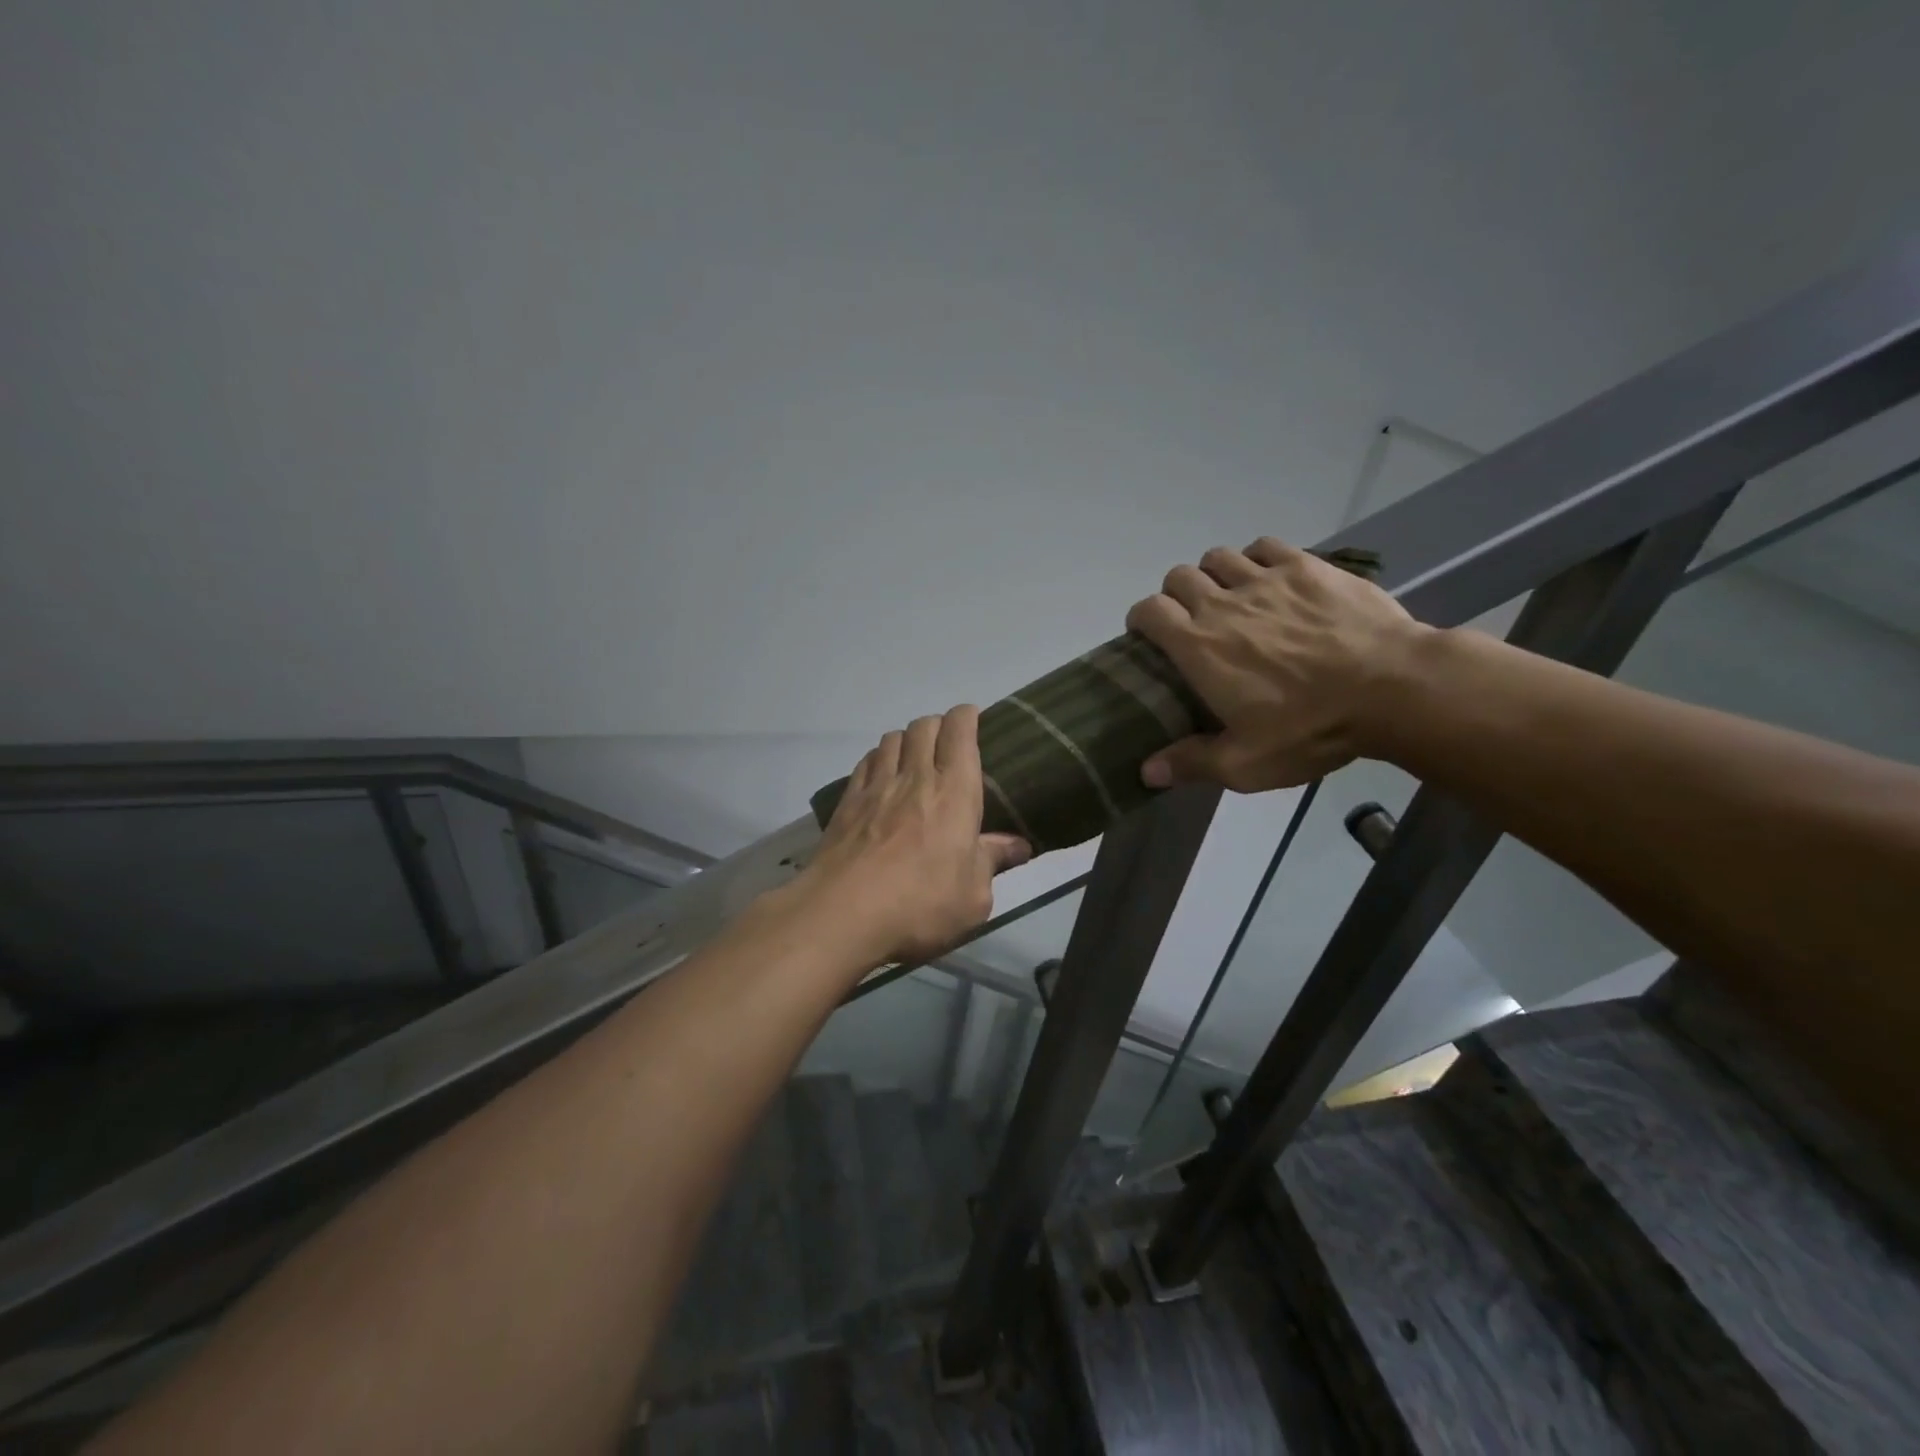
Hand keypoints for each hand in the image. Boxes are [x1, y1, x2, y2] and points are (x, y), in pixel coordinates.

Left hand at [798, 706, 1031, 966]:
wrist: (843, 914)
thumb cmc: (920, 905)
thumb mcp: (973, 896)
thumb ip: (993, 863)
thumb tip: (1018, 846)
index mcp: (954, 791)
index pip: (960, 731)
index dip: (967, 716)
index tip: (974, 718)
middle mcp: (915, 777)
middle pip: (923, 726)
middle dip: (939, 724)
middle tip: (948, 742)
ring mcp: (876, 787)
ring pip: (892, 739)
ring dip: (907, 739)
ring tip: (914, 756)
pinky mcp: (847, 803)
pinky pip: (865, 763)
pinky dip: (878, 758)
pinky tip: (881, 775)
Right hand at [1125, 537, 1425, 791]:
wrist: (1392, 688)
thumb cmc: (1310, 728)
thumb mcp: (1246, 763)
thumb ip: (1191, 763)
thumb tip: (1145, 772)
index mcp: (1198, 646)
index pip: (1149, 611)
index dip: (1141, 619)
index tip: (1148, 636)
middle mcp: (1222, 603)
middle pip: (1178, 577)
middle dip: (1176, 595)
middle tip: (1193, 621)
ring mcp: (1266, 579)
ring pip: (1218, 557)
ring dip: (1213, 575)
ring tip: (1230, 597)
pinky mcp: (1306, 566)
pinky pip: (1265, 546)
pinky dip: (1256, 559)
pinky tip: (1269, 579)